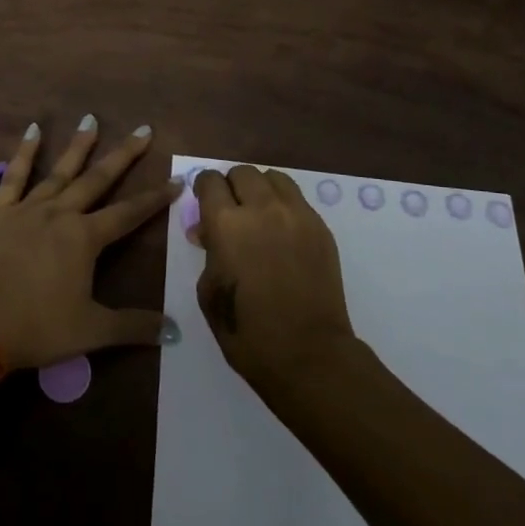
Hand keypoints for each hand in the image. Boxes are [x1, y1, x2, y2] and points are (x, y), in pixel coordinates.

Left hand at [0, 118, 182, 370]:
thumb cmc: (37, 328)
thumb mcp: (91, 331)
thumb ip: (133, 326)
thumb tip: (174, 331)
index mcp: (85, 238)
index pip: (129, 213)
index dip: (155, 198)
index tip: (176, 180)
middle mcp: (60, 213)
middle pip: (98, 179)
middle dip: (123, 155)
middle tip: (143, 130)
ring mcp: (27, 208)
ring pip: (59, 171)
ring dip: (78, 146)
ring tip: (91, 119)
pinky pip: (14, 176)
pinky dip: (24, 152)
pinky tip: (33, 131)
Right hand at [188, 166, 357, 394]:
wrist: (308, 354)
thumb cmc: (246, 331)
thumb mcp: (209, 291)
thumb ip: (208, 251)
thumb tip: (209, 232)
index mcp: (226, 223)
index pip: (210, 180)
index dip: (203, 189)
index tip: (204, 203)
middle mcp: (262, 208)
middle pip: (243, 172)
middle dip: (232, 186)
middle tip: (230, 211)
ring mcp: (297, 215)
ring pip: (274, 178)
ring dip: (260, 190)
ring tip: (259, 215)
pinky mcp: (321, 228)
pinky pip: (297, 200)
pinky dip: (284, 206)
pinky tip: (282, 233)